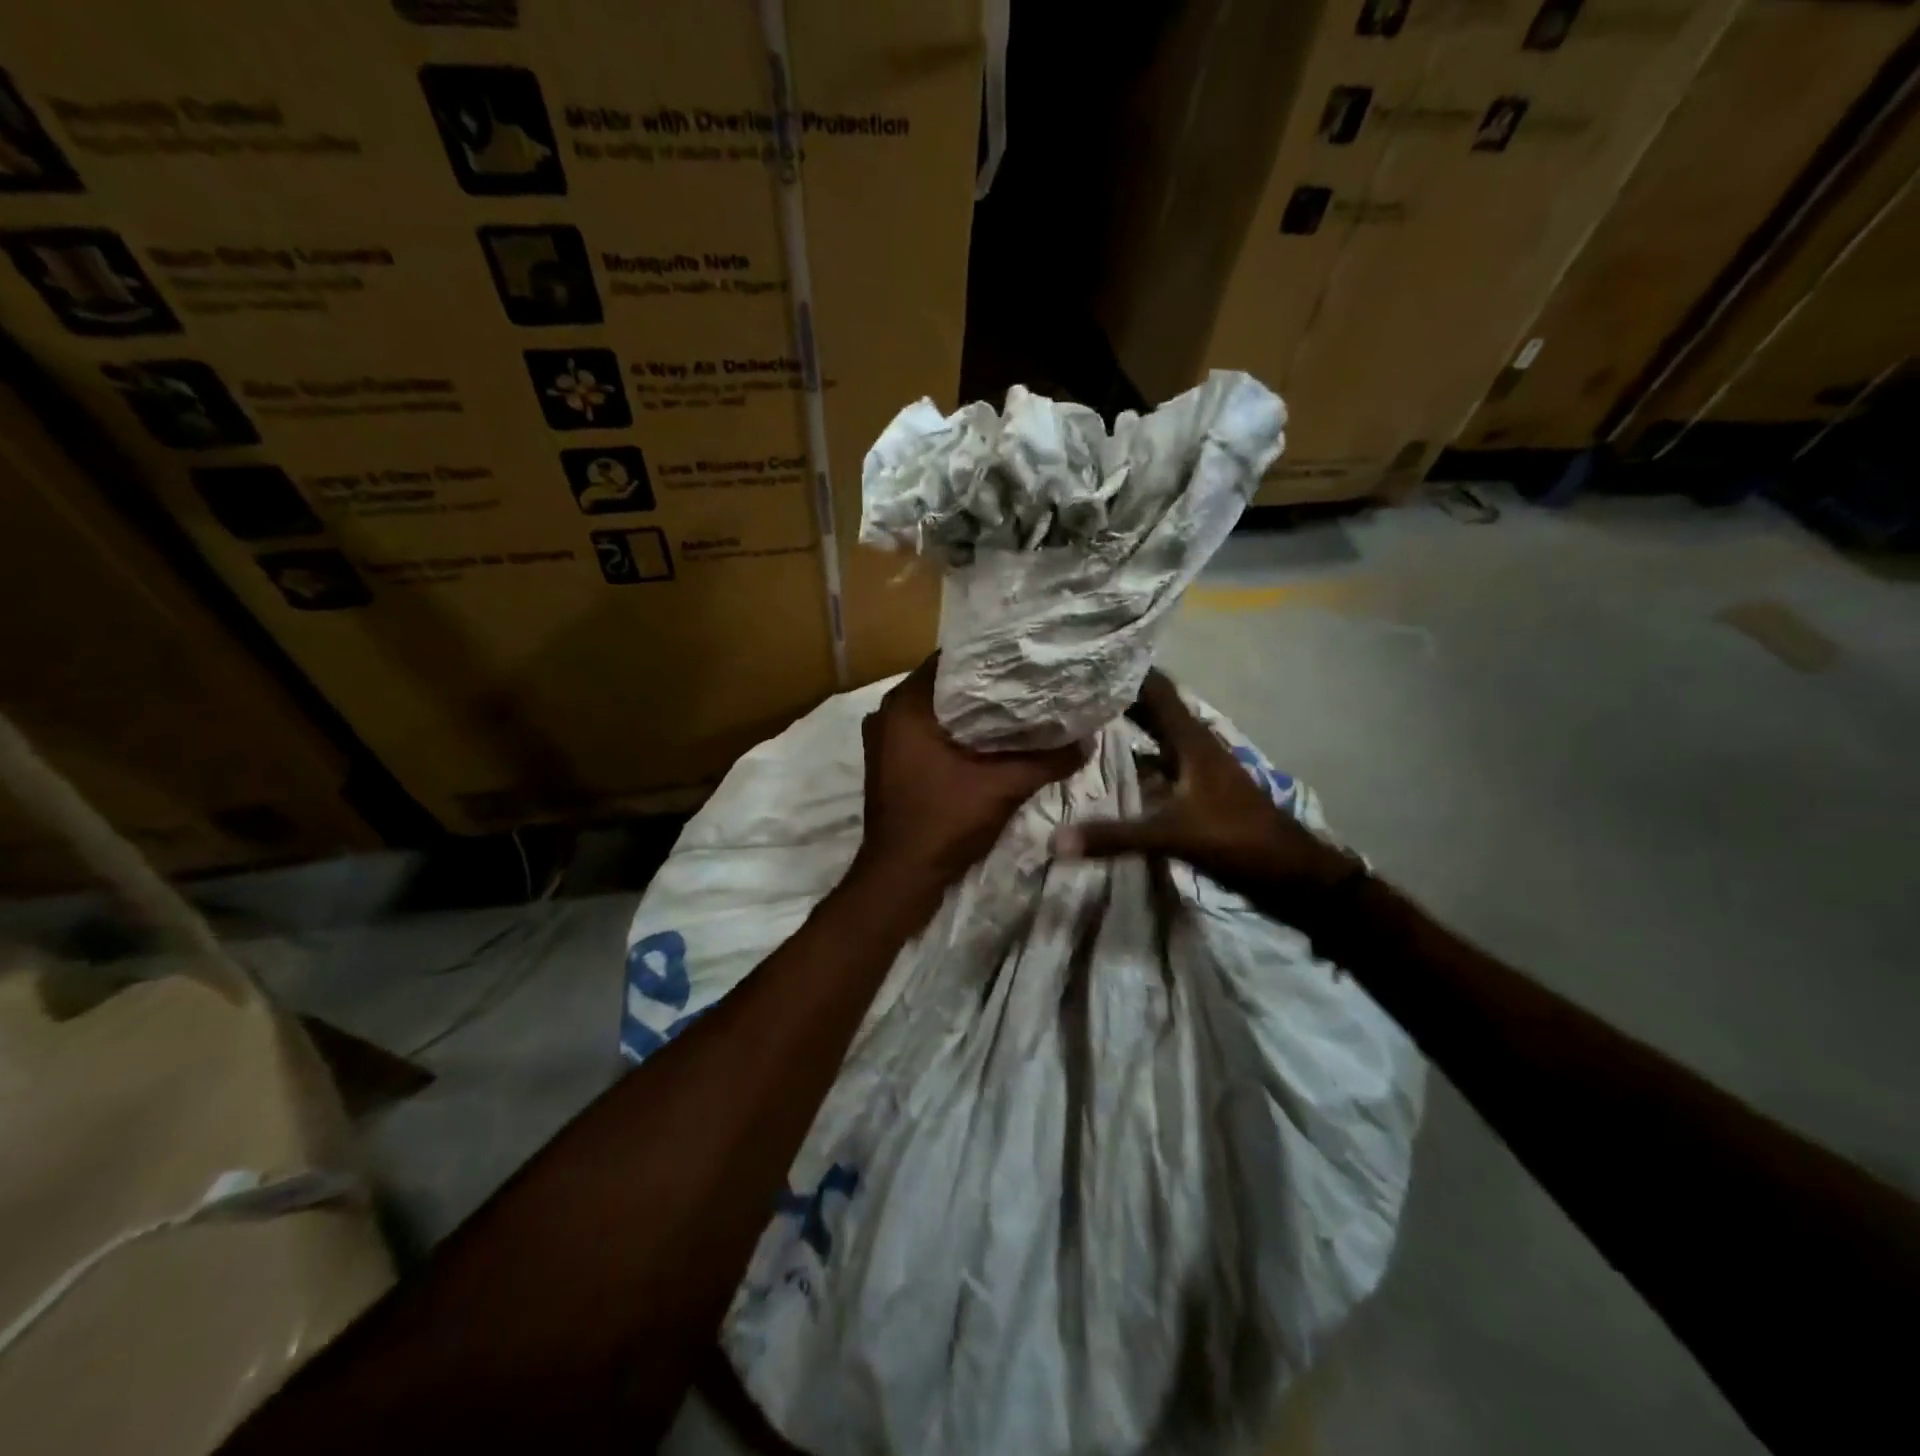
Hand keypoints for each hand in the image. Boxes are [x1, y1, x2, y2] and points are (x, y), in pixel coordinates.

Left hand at [854, 658, 1086, 895]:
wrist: (901, 877)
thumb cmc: (944, 823)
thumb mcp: (1003, 788)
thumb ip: (1047, 760)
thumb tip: (1088, 741)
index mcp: (906, 706)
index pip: (951, 660)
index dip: (991, 657)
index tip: (1026, 659)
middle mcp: (887, 713)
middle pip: (944, 685)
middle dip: (985, 685)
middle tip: (1029, 682)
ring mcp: (884, 739)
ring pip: (935, 710)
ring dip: (970, 710)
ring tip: (1016, 706)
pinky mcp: (889, 761)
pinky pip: (926, 732)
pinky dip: (954, 732)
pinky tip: (989, 739)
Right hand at [1052, 670, 1358, 912]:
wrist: (1290, 872)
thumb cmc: (1237, 839)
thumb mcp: (1173, 835)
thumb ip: (1115, 836)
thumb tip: (1055, 841)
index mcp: (1191, 740)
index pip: (1156, 689)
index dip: (1125, 671)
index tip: (1085, 659)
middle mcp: (1193, 744)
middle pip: (1152, 707)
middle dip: (1116, 694)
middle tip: (1071, 687)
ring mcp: (1197, 766)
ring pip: (1155, 733)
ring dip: (1125, 722)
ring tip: (1082, 716)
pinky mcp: (1196, 788)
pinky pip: (1158, 760)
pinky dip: (1134, 755)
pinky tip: (1108, 764)